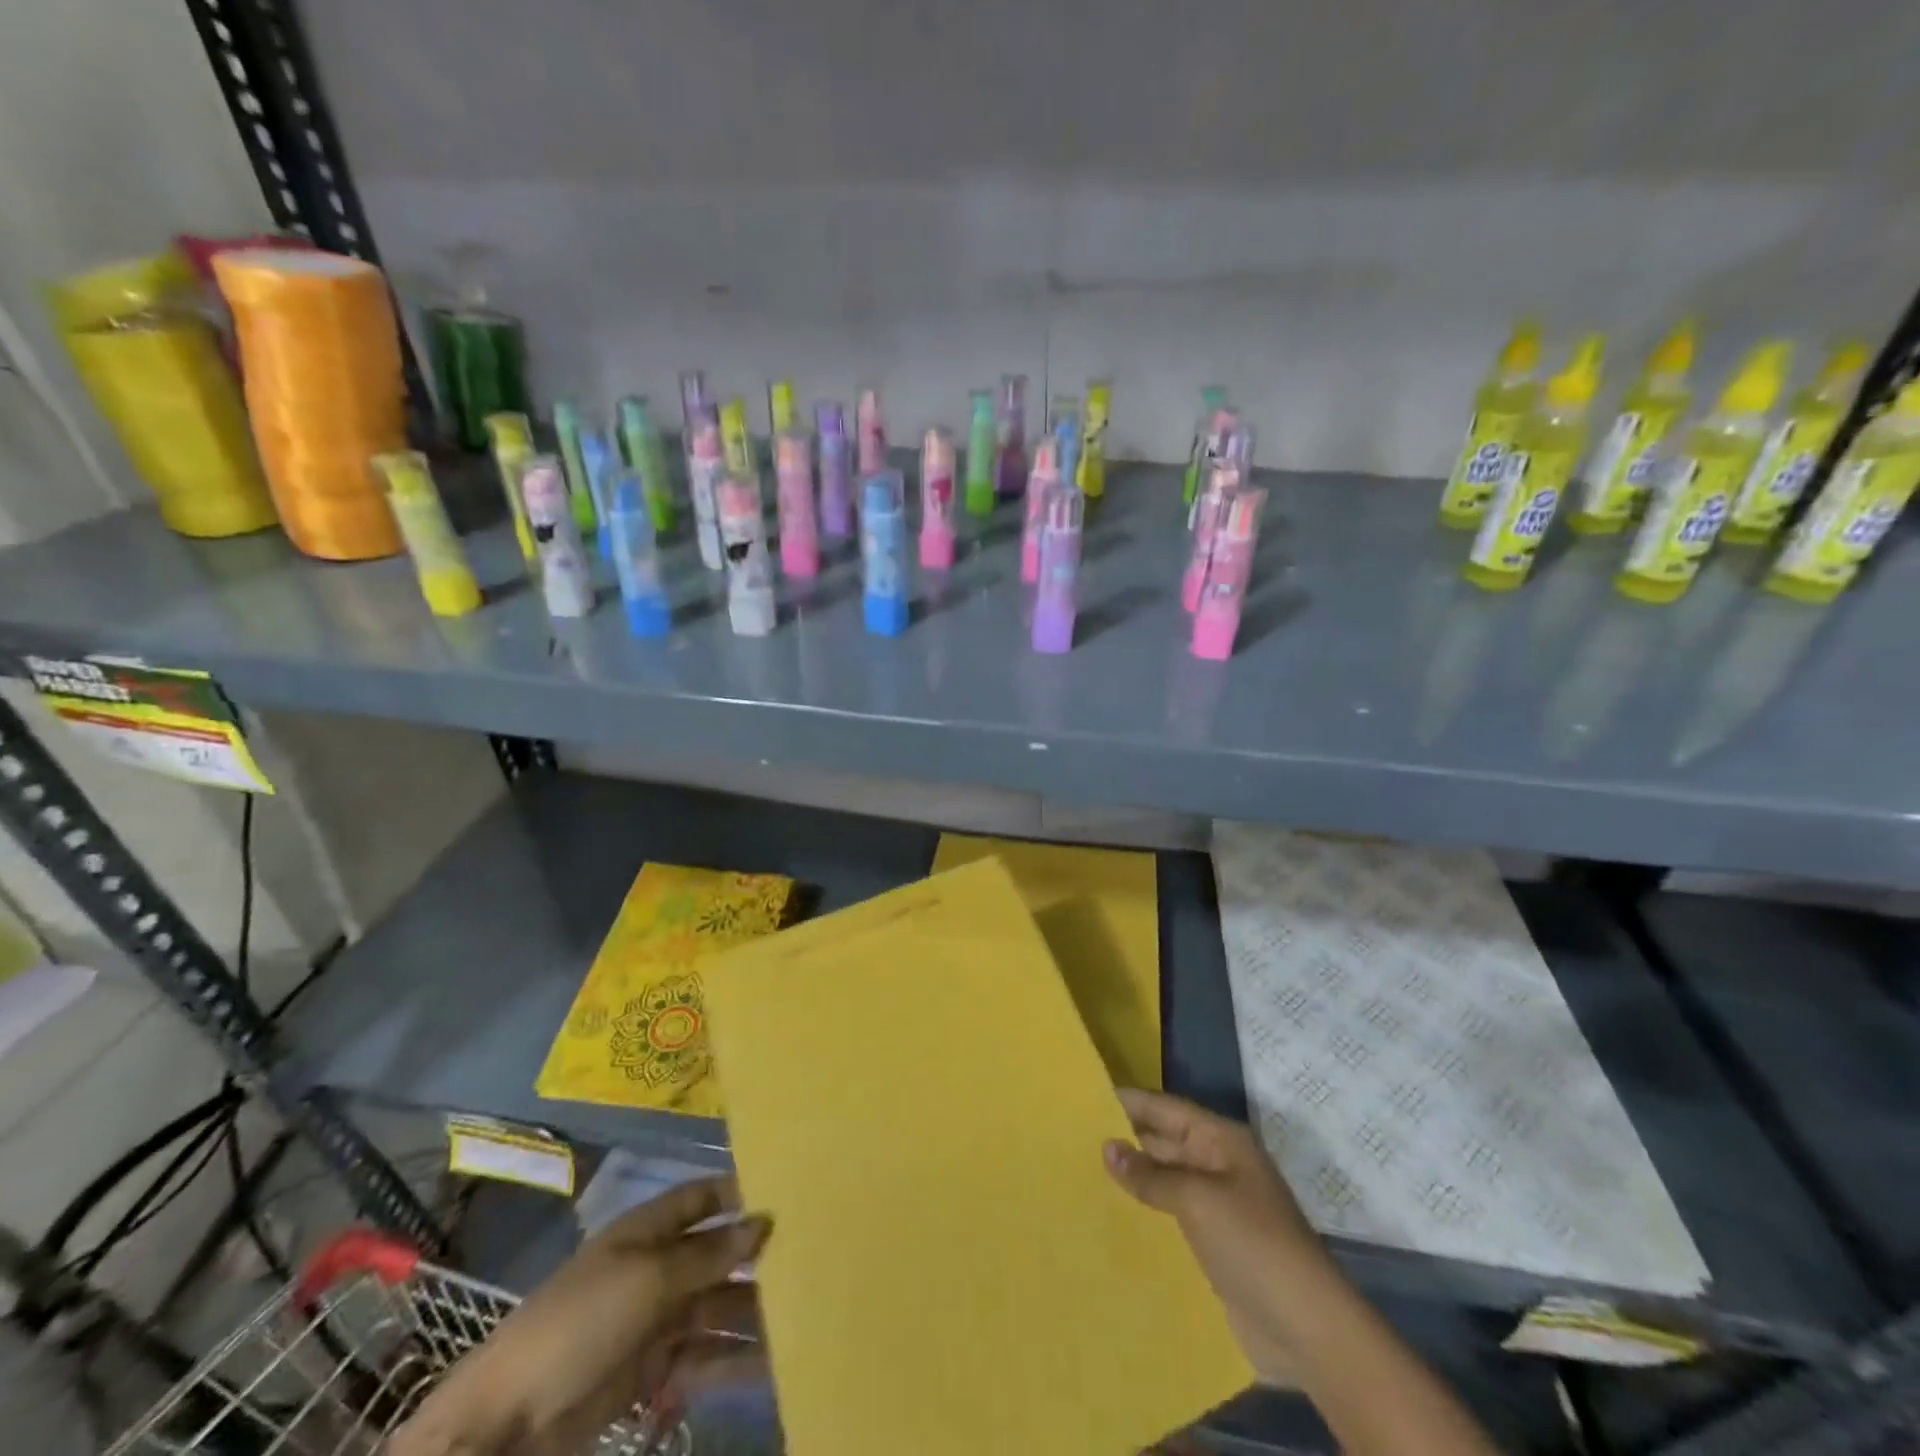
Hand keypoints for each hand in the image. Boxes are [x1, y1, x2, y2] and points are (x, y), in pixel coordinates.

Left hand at [390, 1177, 769, 1455]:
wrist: (507, 1425)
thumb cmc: (581, 1322)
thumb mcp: (649, 1278)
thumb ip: (709, 1254)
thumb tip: (764, 1222)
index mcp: (648, 1232)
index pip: (702, 1198)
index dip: (739, 1194)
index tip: (788, 1194)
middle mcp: (656, 1269)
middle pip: (717, 1256)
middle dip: (757, 1259)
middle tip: (811, 1259)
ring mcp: (655, 1321)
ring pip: (717, 1307)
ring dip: (754, 1312)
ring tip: (803, 1315)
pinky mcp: (653, 1372)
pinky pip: (705, 1357)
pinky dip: (735, 1359)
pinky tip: (771, 1362)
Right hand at [1104, 1089, 1328, 1383]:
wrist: (1306, 1329)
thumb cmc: (1254, 1245)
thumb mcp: (1198, 1200)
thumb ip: (1151, 1174)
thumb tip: (1107, 1147)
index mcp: (1220, 1141)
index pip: (1165, 1109)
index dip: (1128, 1102)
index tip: (1084, 1098)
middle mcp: (1217, 1165)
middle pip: (1163, 1142)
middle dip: (1123, 1140)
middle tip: (1070, 1138)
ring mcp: (1216, 1206)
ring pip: (1163, 1180)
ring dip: (1130, 1179)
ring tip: (1079, 1174)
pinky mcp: (1212, 1244)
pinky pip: (1169, 1217)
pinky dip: (1143, 1214)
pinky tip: (1108, 1217)